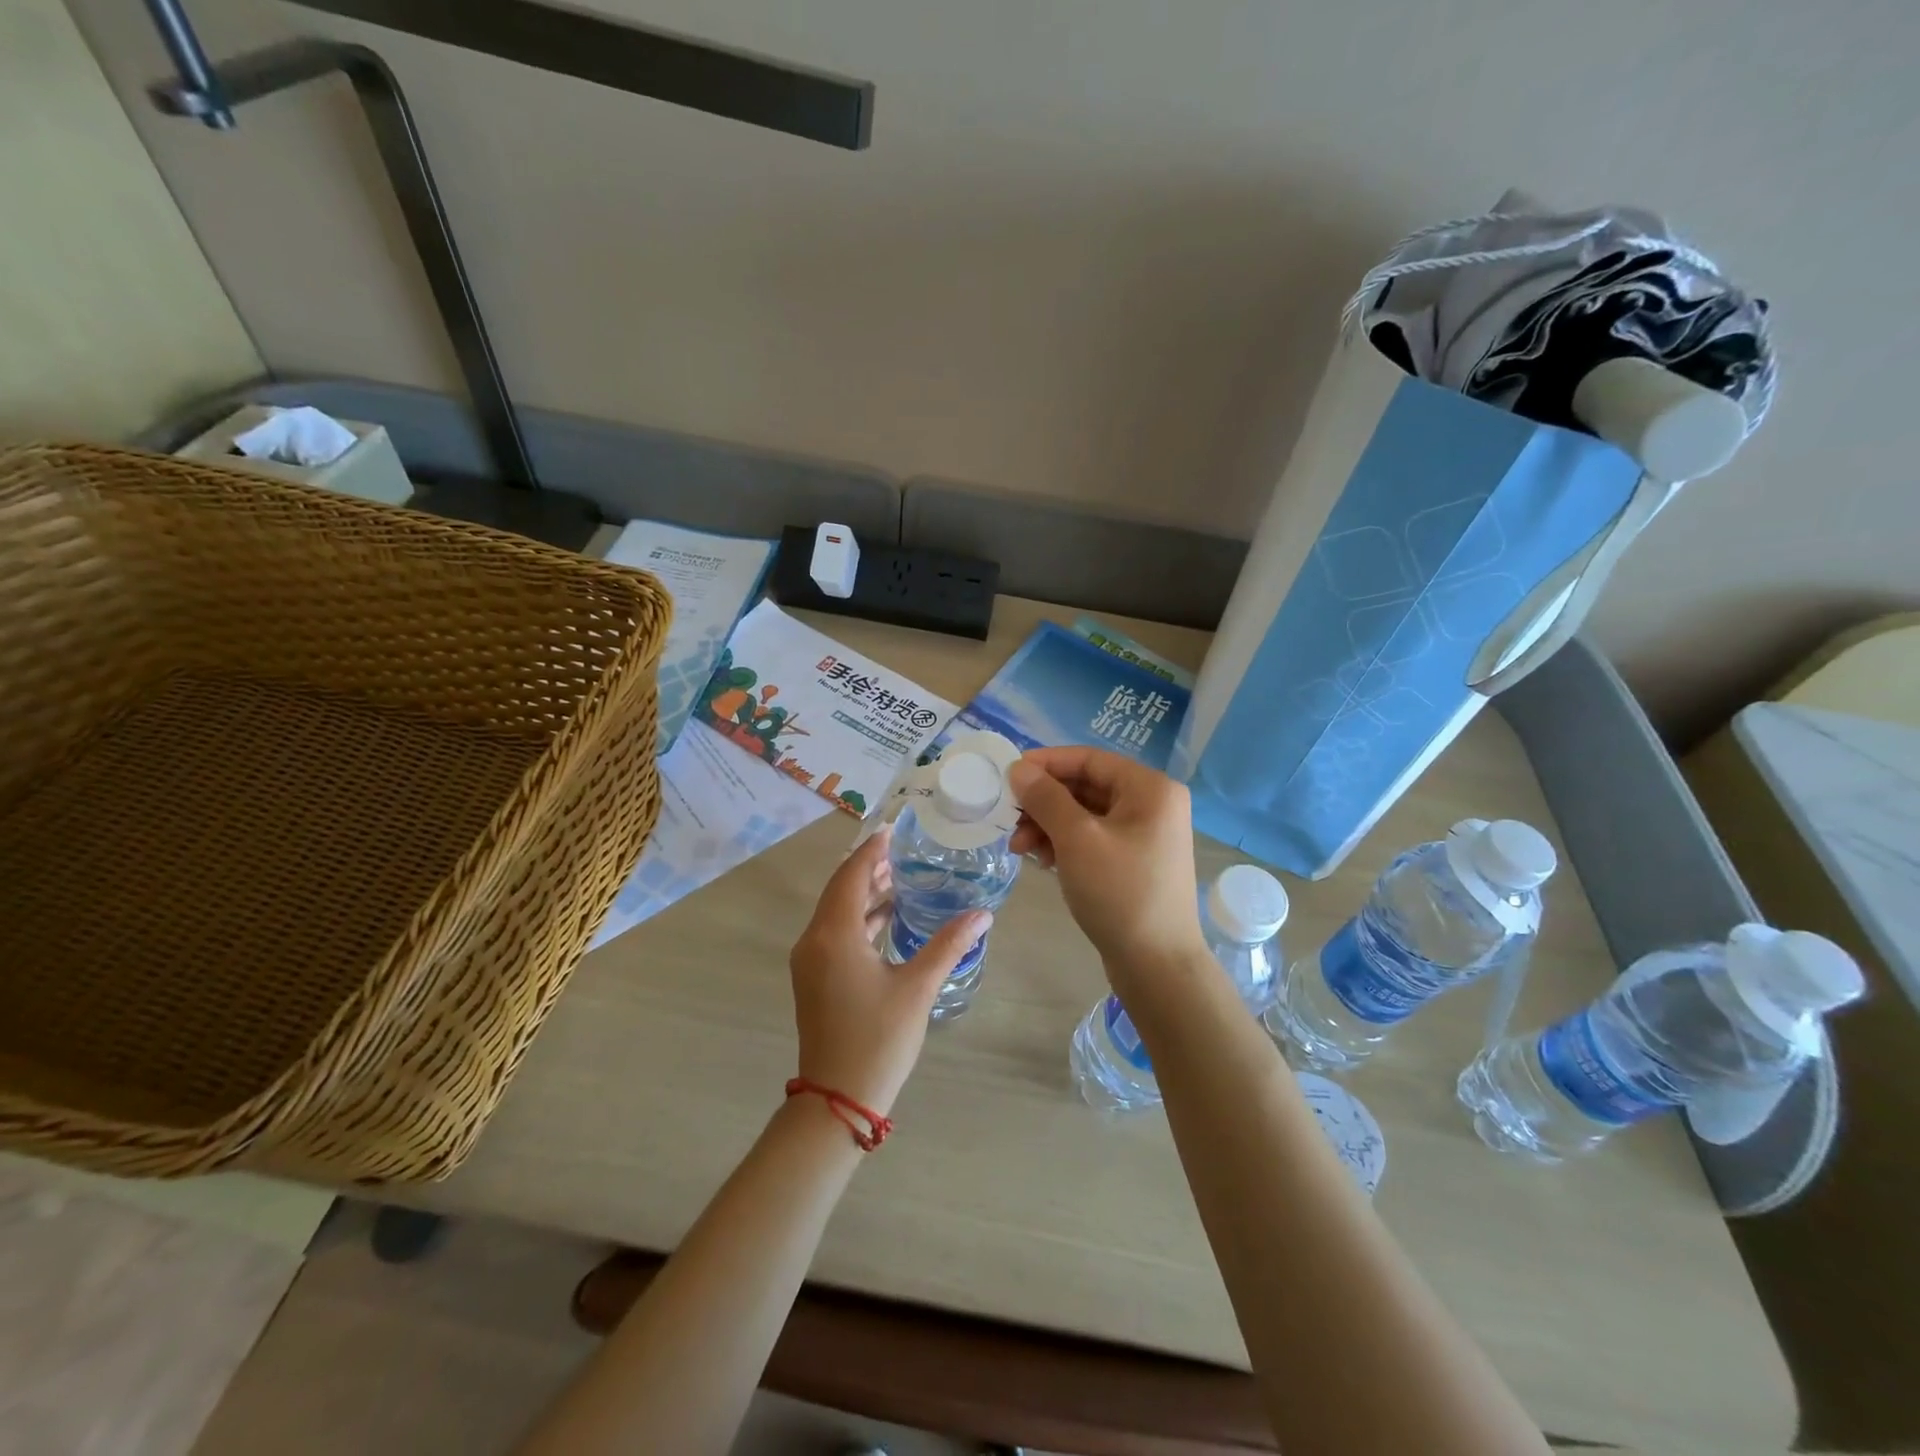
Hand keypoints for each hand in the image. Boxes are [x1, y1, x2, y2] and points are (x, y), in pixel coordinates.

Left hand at [788, 824, 990, 1115]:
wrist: (837, 1099)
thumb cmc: (878, 1039)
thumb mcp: (918, 988)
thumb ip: (948, 945)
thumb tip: (982, 914)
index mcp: (834, 935)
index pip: (852, 875)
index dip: (872, 850)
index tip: (894, 830)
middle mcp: (814, 940)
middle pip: (841, 889)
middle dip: (870, 868)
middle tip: (904, 853)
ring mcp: (810, 961)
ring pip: (836, 912)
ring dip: (865, 894)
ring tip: (901, 880)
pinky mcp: (814, 978)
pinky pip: (834, 933)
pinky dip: (859, 919)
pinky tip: (887, 920)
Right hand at [1008, 747, 1206, 973]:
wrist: (1156, 965)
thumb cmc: (1119, 892)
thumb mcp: (1077, 839)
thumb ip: (1046, 798)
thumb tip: (1019, 769)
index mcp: (1150, 789)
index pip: (1089, 759)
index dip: (1046, 763)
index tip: (1008, 774)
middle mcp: (1152, 805)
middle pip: (1086, 787)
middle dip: (1044, 801)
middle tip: (1009, 817)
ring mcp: (1144, 835)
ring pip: (1085, 815)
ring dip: (1049, 825)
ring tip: (1019, 847)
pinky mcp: (1133, 862)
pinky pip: (1092, 839)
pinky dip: (1064, 844)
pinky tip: (1040, 859)